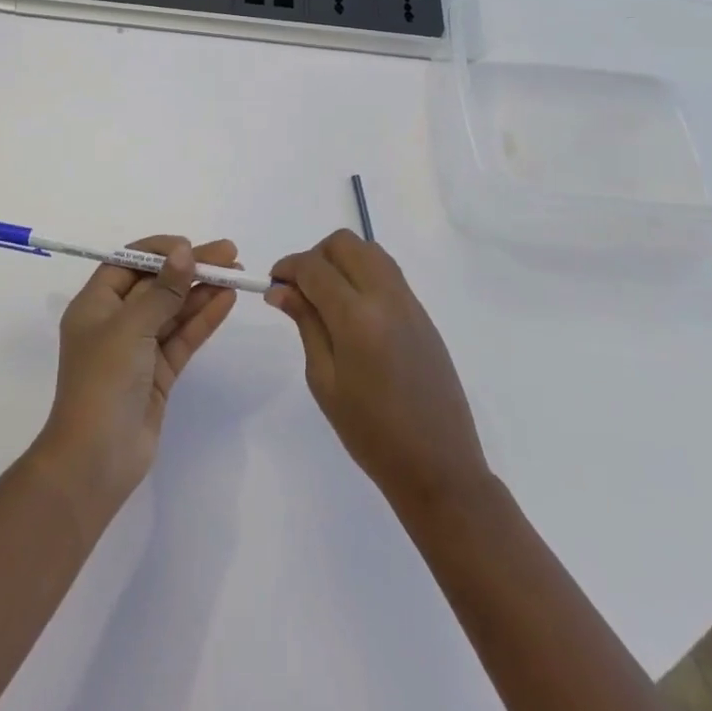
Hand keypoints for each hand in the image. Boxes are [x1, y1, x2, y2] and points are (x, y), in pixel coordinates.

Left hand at [32, 237, 239, 514]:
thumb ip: (162, 290)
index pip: (128, 263)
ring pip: (173, 310)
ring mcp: (138, 349)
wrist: (95, 461)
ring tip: (236, 273)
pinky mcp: (158, 374)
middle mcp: (115, 322)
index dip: (160, 250)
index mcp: (95, 305)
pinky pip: (182, 337)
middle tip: (229, 253)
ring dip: (202, 291)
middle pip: (156, 284)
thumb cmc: (103, 383)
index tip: (191, 246)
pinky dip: (203, 318)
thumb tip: (184, 251)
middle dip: (190, 267)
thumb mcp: (130, 328)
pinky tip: (226, 300)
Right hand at [266, 230, 488, 509]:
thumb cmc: (370, 433)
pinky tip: (353, 310)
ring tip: (327, 298)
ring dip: (341, 260)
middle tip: (301, 290)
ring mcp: (409, 302)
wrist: (438, 466)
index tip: (273, 284)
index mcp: (357, 317)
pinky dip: (363, 273)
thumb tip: (280, 288)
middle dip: (316, 256)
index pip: (314, 267)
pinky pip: (388, 272)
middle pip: (344, 244)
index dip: (288, 267)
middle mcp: (386, 297)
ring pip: (369, 251)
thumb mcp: (325, 380)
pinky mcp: (422, 312)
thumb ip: (305, 324)